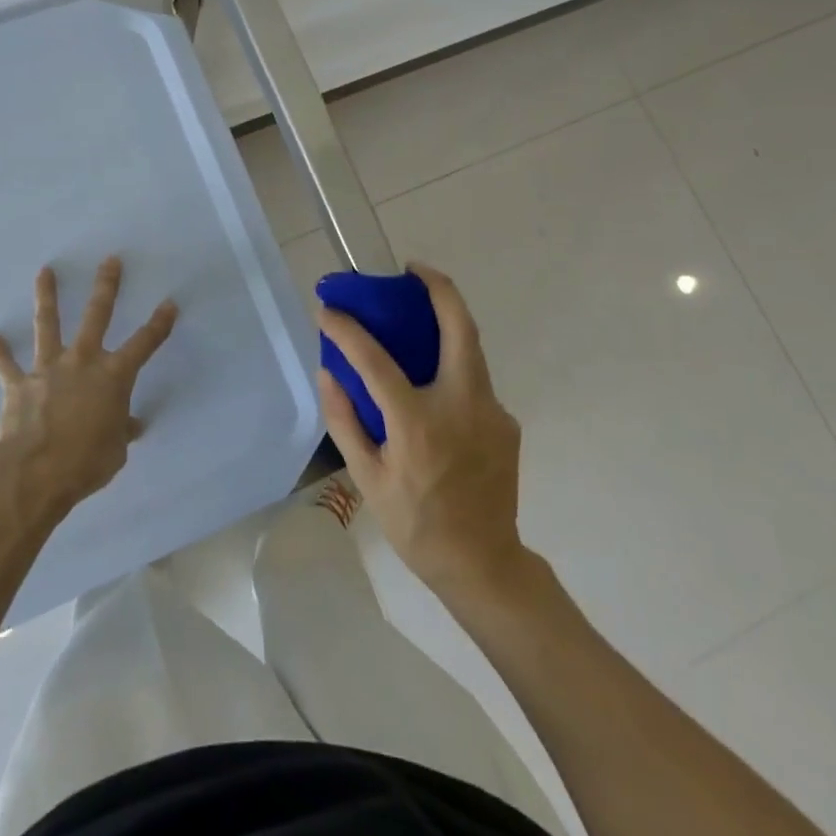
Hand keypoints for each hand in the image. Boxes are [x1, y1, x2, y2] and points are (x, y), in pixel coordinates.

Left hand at [0, 257, 177, 520]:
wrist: (35, 472)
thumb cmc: (86, 462)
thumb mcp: (116, 451)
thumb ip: (122, 431)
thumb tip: (130, 425)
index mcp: (113, 376)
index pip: (144, 344)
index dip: (159, 324)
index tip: (169, 303)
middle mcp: (82, 361)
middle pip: (97, 315)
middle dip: (106, 286)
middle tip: (110, 260)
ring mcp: (48, 369)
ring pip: (48, 324)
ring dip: (47, 297)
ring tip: (45, 271)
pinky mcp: (19, 384)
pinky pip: (7, 365)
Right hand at [316, 262, 525, 597]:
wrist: (484, 565)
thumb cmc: (415, 524)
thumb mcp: (366, 479)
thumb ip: (344, 420)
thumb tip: (328, 372)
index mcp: (418, 424)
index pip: (377, 361)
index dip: (348, 330)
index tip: (329, 310)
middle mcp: (462, 407)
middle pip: (460, 328)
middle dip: (439, 289)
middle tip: (413, 271)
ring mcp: (492, 412)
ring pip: (471, 350)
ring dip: (446, 323)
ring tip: (417, 315)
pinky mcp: (507, 421)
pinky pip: (474, 382)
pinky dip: (451, 368)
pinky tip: (433, 387)